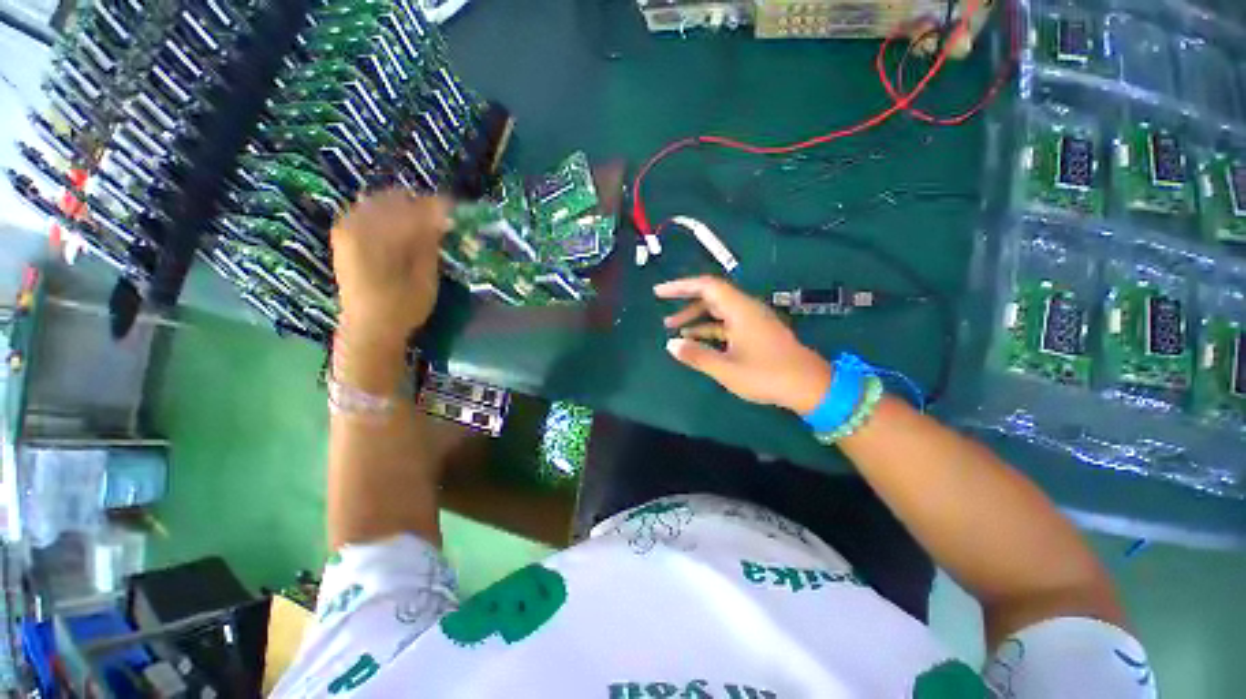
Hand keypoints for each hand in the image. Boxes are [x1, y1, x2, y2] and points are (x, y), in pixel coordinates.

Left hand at [331, 190, 450, 343]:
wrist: (369, 329)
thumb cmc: (403, 307)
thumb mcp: (425, 276)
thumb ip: (430, 242)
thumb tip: (442, 216)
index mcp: (380, 236)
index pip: (415, 208)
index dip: (438, 207)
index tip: (456, 211)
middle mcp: (358, 225)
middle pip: (395, 198)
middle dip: (420, 205)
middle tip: (440, 220)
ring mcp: (347, 229)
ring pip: (380, 202)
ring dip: (404, 209)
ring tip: (422, 225)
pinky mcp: (343, 237)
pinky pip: (366, 212)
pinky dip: (387, 215)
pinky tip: (400, 230)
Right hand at [656, 276, 832, 414]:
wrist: (809, 386)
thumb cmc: (767, 375)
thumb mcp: (726, 369)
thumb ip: (697, 355)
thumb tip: (671, 345)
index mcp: (740, 309)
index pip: (706, 286)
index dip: (680, 286)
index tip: (659, 292)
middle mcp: (745, 309)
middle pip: (710, 296)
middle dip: (685, 303)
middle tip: (664, 315)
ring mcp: (751, 320)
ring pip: (717, 311)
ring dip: (695, 317)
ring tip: (674, 329)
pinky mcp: (754, 332)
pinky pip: (725, 323)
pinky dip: (708, 328)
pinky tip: (695, 339)